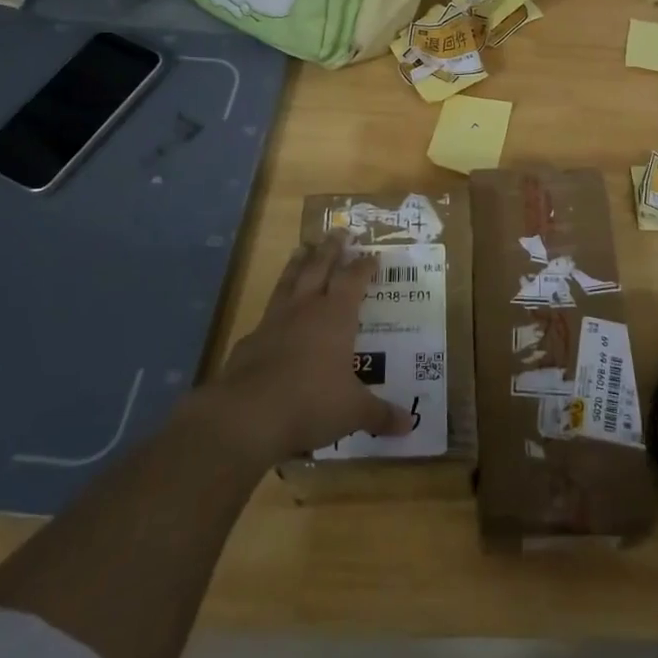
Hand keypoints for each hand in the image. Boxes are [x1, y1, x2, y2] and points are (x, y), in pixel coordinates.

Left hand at [211, 234, 408, 464]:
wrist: (247, 415)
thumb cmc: (311, 403)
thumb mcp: (354, 412)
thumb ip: (380, 415)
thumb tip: (409, 426)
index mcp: (336, 316)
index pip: (354, 280)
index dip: (364, 266)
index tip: (372, 255)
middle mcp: (306, 309)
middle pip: (319, 267)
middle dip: (331, 249)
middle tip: (337, 231)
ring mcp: (274, 321)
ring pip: (289, 280)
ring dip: (298, 263)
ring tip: (303, 247)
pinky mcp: (250, 340)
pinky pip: (267, 313)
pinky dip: (275, 306)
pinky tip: (274, 311)